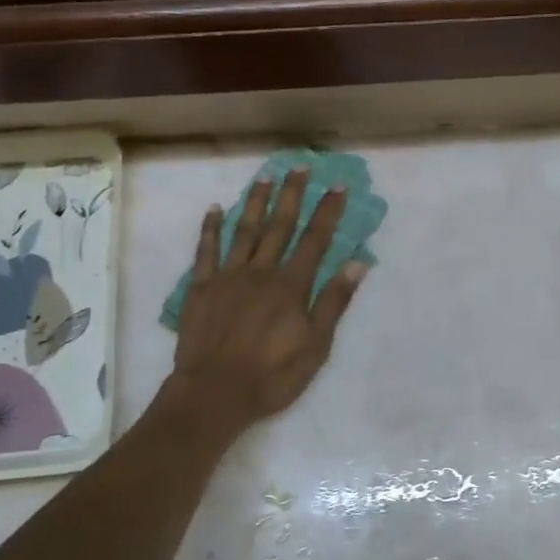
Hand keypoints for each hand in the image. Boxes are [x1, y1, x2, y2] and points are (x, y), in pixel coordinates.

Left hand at [169, 168, 363, 429]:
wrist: (215, 392)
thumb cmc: (272, 375)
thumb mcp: (316, 345)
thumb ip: (334, 302)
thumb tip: (357, 263)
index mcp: (291, 285)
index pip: (315, 240)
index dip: (327, 212)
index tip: (337, 186)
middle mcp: (261, 271)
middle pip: (279, 225)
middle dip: (292, 194)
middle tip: (299, 167)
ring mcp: (229, 276)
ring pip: (244, 230)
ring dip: (255, 201)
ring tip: (265, 177)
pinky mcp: (202, 287)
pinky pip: (206, 250)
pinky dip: (210, 228)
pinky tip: (214, 209)